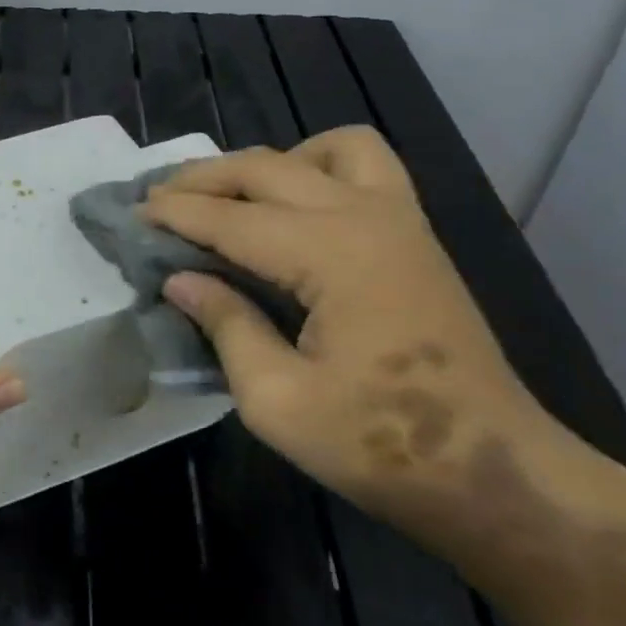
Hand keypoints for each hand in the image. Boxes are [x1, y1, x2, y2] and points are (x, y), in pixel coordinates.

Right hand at [143, 127, 557, 522]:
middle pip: (263, 168)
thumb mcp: (277, 401)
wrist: (496, 475)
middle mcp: (364, 217)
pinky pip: (366, 165)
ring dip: (264, 163)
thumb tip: (179, 279)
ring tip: (231, 197)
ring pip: (320, 150)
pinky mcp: (416, 236)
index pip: (229, 217)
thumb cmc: (381, 446)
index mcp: (330, 254)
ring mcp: (399, 220)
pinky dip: (318, 165)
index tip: (129, 214)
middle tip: (157, 200)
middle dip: (201, 178)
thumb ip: (224, 326)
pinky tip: (295, 205)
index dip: (173, 213)